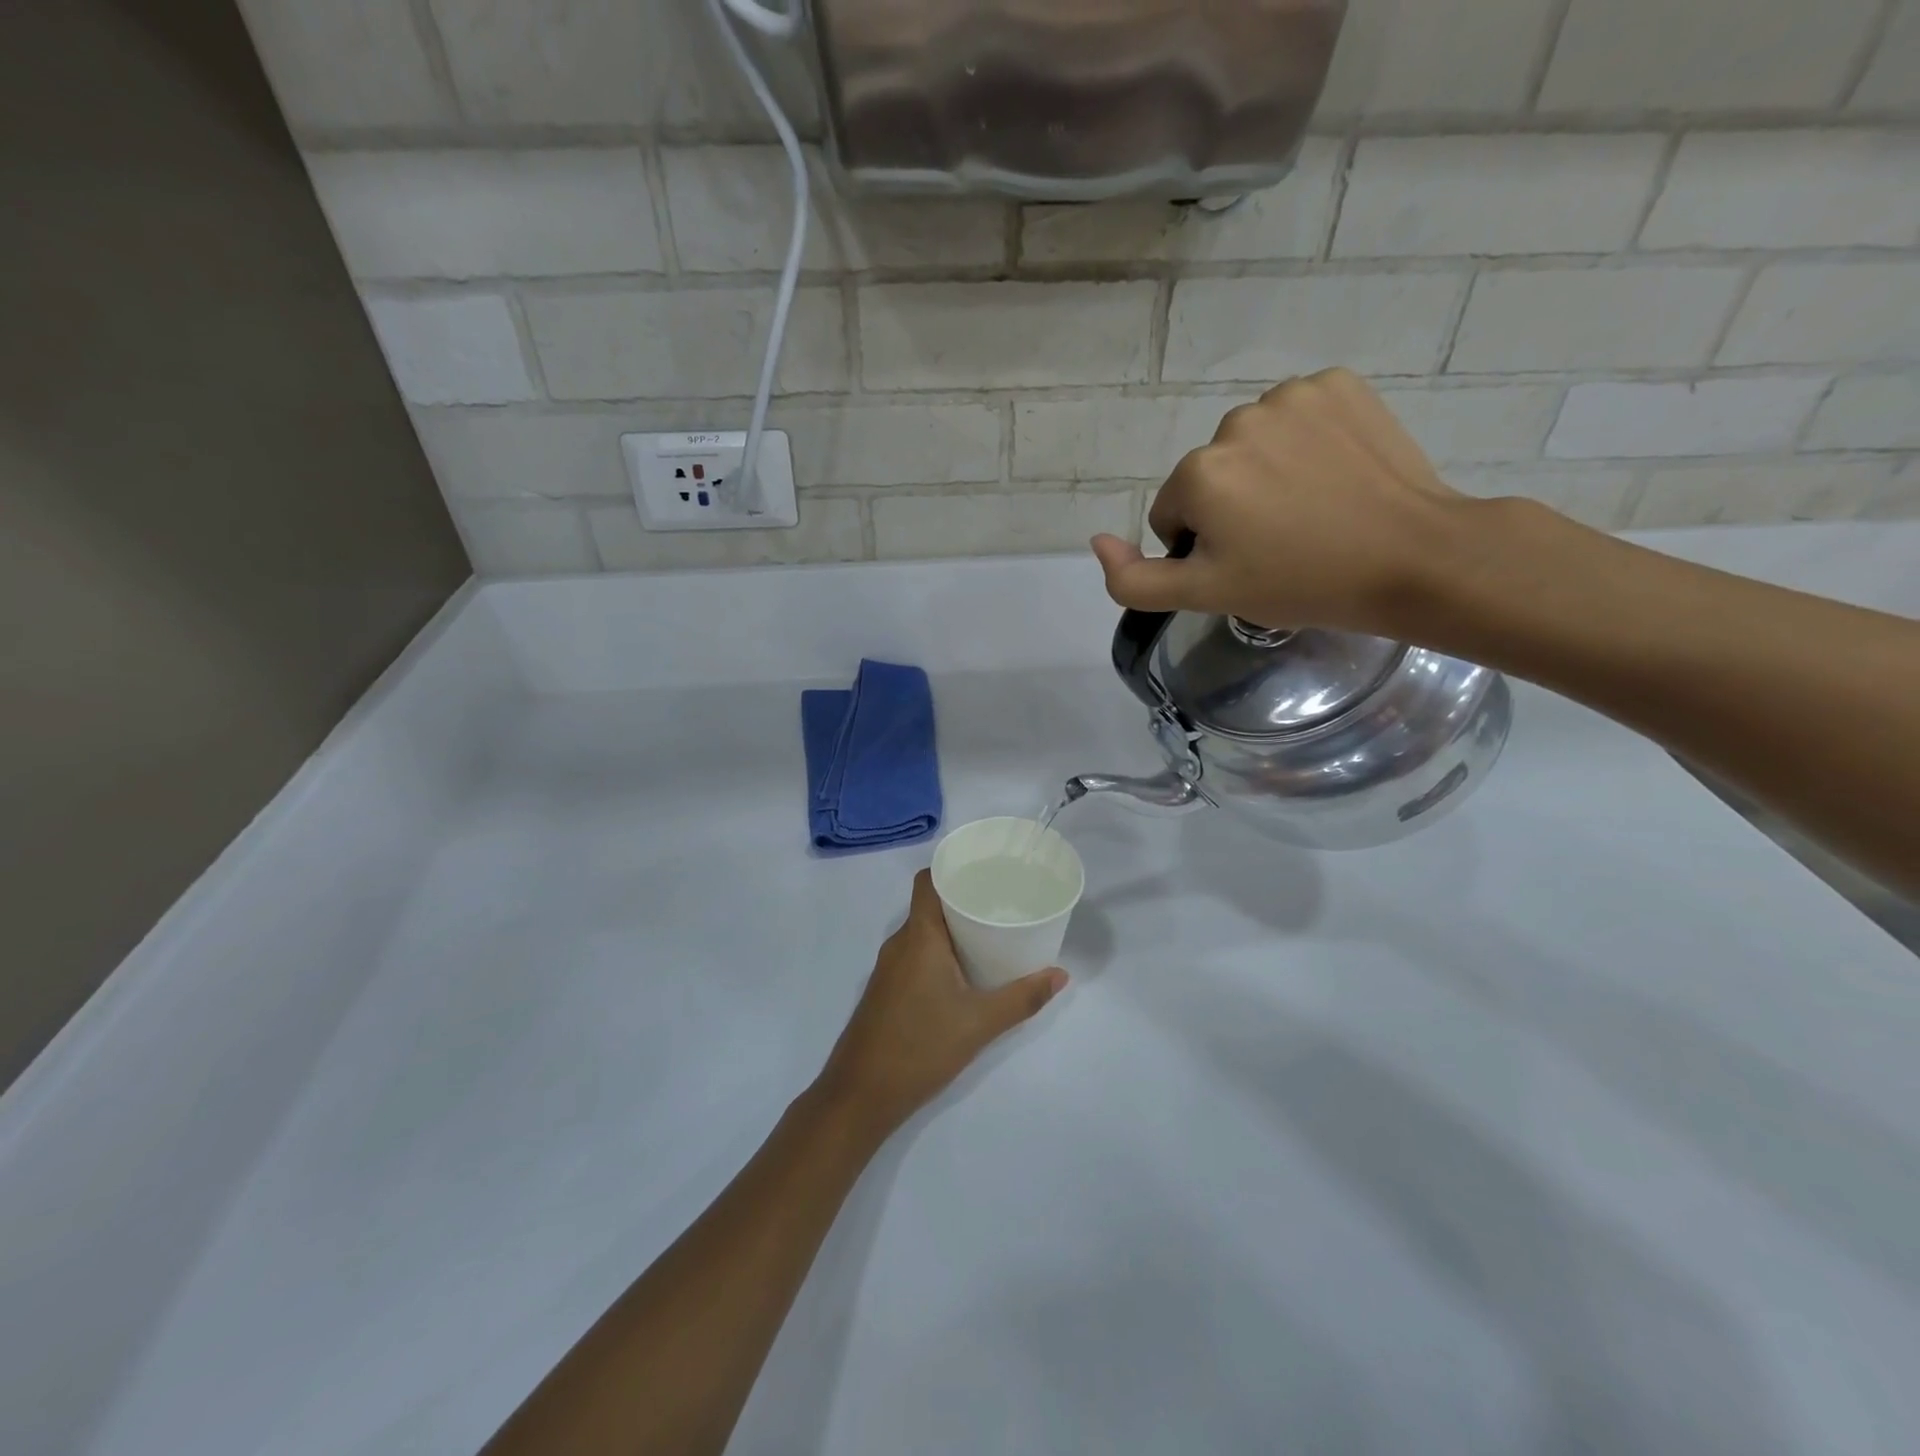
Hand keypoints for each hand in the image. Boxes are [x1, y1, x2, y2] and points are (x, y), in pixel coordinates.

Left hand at [816, 870, 1066, 1143]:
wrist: (860, 1095)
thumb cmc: (920, 1047)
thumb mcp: (979, 1023)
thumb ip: (1022, 998)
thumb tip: (1060, 975)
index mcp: (918, 937)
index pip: (927, 881)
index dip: (951, 868)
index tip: (984, 870)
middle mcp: (899, 944)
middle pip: (929, 905)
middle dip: (962, 900)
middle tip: (1001, 902)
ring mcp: (888, 968)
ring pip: (922, 932)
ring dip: (951, 929)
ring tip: (990, 933)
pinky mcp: (886, 990)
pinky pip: (915, 954)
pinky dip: (939, 952)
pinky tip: (964, 971)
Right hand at [1089, 368, 1472, 635]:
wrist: (1413, 557)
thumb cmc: (1301, 583)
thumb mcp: (1205, 595)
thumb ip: (1134, 579)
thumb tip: (1096, 541)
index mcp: (1199, 474)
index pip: (1174, 515)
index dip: (1204, 547)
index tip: (1247, 564)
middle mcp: (1234, 422)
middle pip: (1211, 476)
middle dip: (1232, 507)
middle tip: (1282, 541)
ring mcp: (1291, 396)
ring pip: (1252, 445)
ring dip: (1267, 473)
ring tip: (1312, 509)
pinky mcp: (1338, 384)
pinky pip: (1297, 415)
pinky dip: (1306, 441)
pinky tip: (1335, 473)